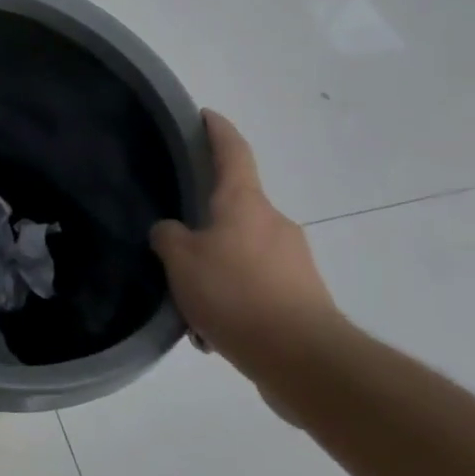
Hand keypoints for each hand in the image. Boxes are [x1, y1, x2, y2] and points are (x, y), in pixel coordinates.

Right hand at [151, 110, 342, 387]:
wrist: (305, 360)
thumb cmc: (237, 294)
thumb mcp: (182, 261)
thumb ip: (169, 237)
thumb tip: (172, 232)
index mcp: (245, 204)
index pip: (233, 152)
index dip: (218, 131)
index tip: (206, 115)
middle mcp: (274, 224)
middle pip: (234, 210)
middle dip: (206, 224)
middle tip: (174, 245)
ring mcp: (293, 262)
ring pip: (241, 254)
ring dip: (216, 271)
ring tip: (189, 306)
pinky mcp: (303, 298)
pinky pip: (255, 288)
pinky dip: (233, 301)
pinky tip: (213, 333)